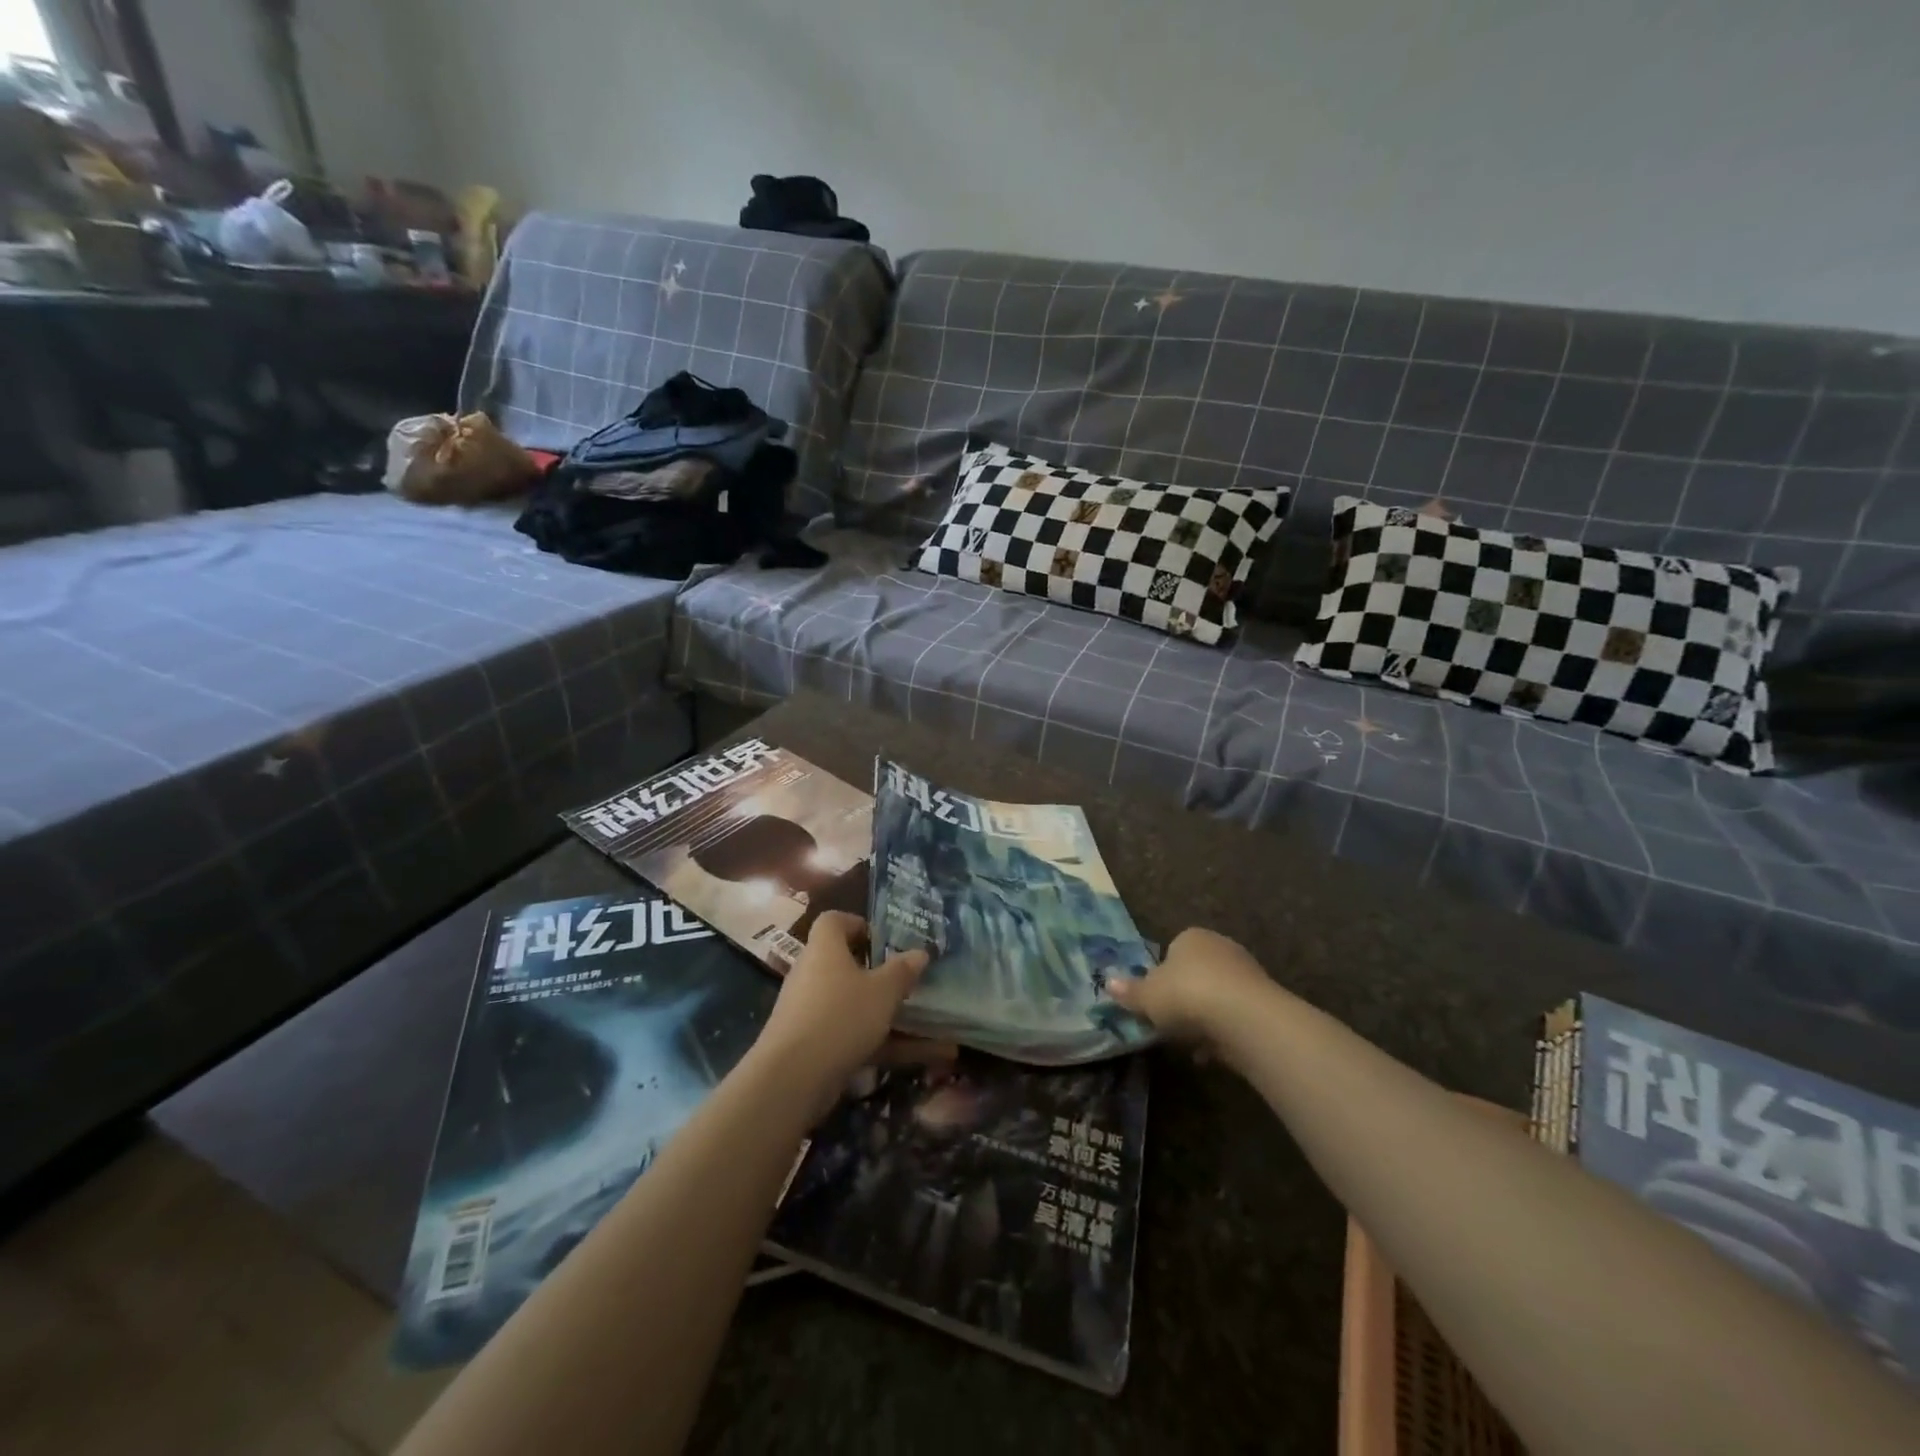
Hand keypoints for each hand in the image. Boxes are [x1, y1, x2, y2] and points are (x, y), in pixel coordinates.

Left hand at [754, 911, 930, 1114]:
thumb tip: (919, 953)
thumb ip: (902, 971)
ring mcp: (808, 1010)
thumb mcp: (883, 991)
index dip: (857, 924)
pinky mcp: (809, 1043)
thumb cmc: (841, 1016)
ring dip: (882, 1011)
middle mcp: (811, 973)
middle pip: (843, 963)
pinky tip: (913, 1057)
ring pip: (850, 1002)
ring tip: (920, 1021)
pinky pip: (849, 1033)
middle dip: (876, 972)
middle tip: (904, 980)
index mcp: (824, 948)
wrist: (792, 1077)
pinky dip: (878, 1041)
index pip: (833, 920)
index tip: (884, 939)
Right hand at [1104, 927, 1273, 1050]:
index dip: (1162, 977)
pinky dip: (1223, 1034)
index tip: (1155, 1001)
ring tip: (1190, 1046)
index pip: (1173, 951)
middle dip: (1185, 998)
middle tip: (1170, 1023)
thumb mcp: (1147, 996)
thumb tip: (1107, 982)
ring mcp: (1247, 974)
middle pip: (1197, 974)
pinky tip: (1211, 1055)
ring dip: (1205, 1020)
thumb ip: (1129, 991)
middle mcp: (1221, 947)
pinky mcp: (1265, 1003)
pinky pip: (1236, 1018)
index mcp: (1191, 937)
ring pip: (1217, 998)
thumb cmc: (1186, 995)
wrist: (1244, 1018)